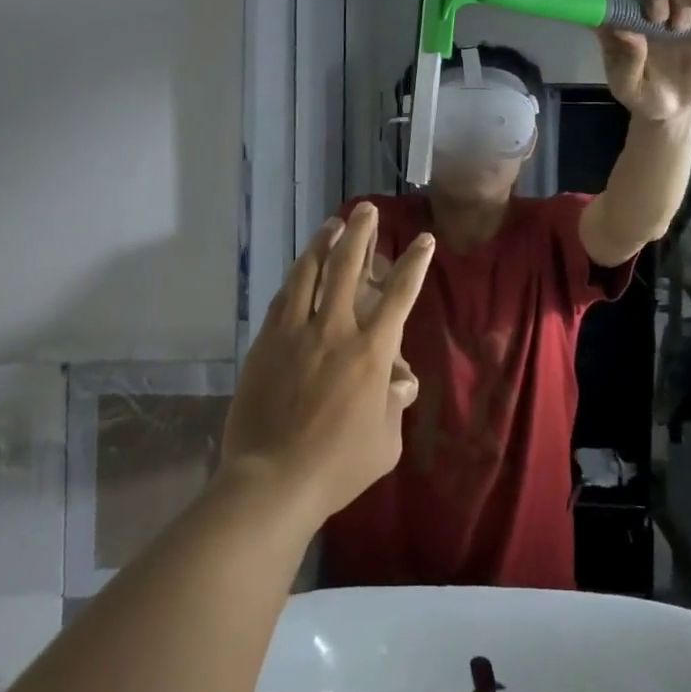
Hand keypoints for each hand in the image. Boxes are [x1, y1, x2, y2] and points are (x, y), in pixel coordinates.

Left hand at [220, 204, 433, 520]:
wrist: (273, 480)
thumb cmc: (338, 466)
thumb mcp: (385, 443)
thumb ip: (394, 406)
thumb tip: (399, 383)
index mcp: (371, 352)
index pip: (399, 295)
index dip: (415, 263)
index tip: (424, 239)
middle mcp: (334, 330)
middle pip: (347, 267)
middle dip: (361, 234)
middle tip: (367, 210)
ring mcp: (295, 333)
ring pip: (309, 273)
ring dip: (323, 244)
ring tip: (332, 223)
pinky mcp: (266, 343)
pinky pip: (282, 299)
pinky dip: (295, 278)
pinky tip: (298, 269)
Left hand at [599, 0, 690, 121]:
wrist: (675, 110)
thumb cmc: (642, 97)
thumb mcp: (628, 87)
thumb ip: (627, 62)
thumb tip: (626, 32)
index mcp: (623, 27)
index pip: (617, 0)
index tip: (630, 4)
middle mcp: (647, 16)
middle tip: (658, 17)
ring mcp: (672, 17)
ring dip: (680, 0)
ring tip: (679, 27)